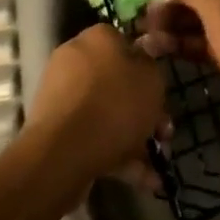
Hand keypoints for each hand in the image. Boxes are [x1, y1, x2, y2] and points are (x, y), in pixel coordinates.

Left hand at [24, 24, 169, 194]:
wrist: (64, 153)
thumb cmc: (115, 105)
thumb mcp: (151, 79)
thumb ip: (152, 64)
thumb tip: (143, 56)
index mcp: (97, 38)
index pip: (125, 42)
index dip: (147, 67)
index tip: (162, 91)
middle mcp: (75, 59)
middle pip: (117, 82)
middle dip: (144, 110)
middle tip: (163, 133)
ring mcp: (63, 96)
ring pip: (106, 112)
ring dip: (134, 137)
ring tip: (157, 164)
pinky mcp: (56, 129)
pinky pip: (92, 136)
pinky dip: (117, 156)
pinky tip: (144, 181)